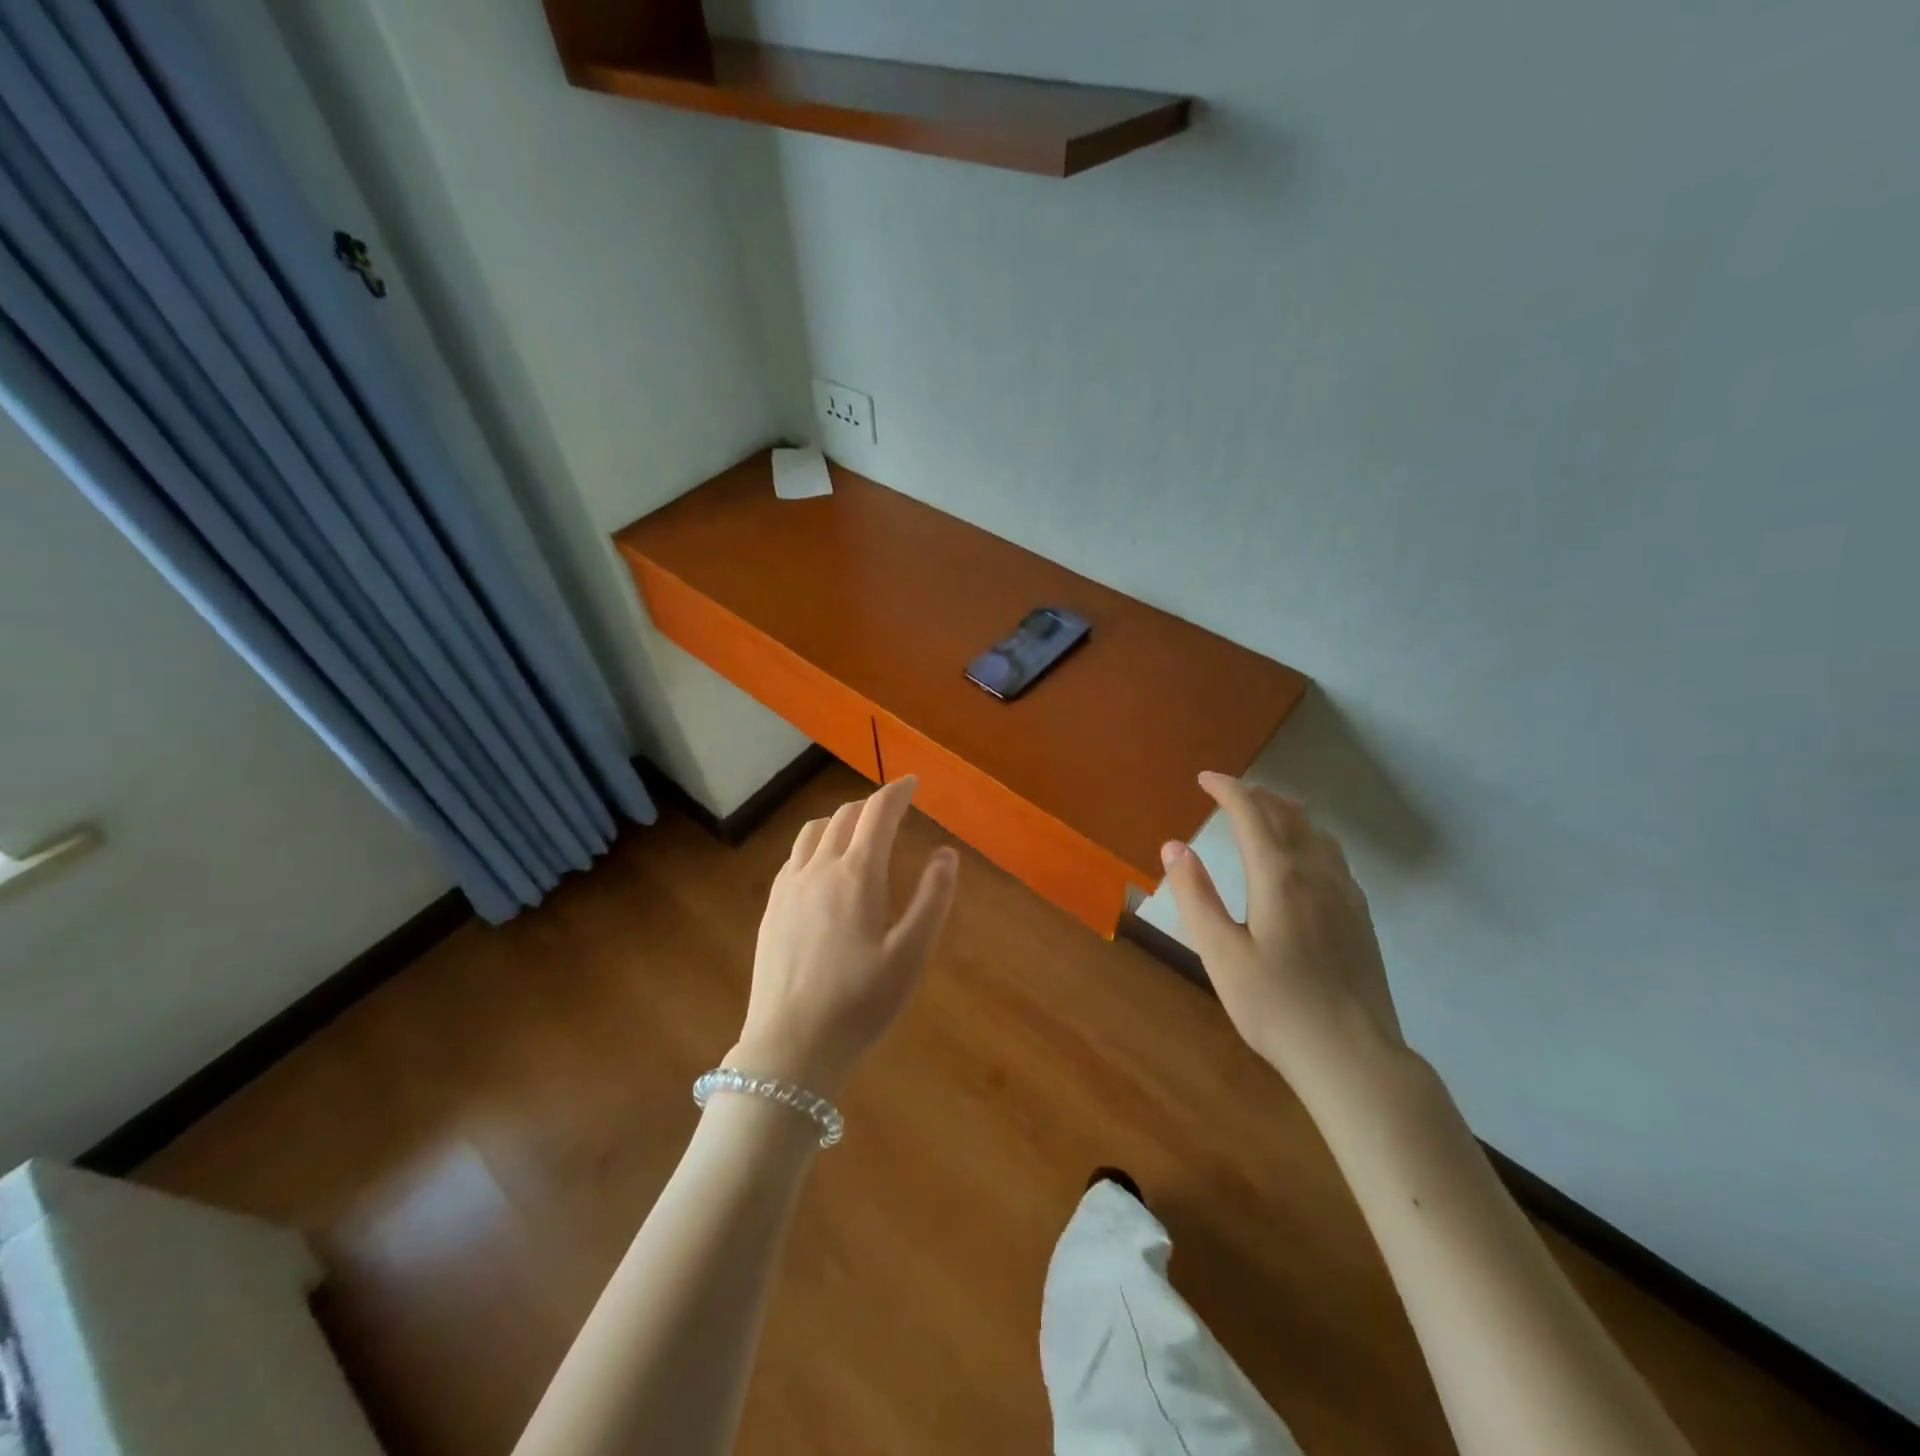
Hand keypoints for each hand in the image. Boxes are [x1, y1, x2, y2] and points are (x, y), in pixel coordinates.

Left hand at [731, 776, 958, 1097]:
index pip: (878, 813)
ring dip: (839, 820)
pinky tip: (823, 867)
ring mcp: (789, 886)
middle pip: (844, 816)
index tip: (913, 782)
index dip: (897, 791)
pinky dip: (815, 843)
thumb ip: (932, 899)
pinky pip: (794, 856)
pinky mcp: (771, 907)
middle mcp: (818, 868)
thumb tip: (946, 853)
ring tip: (857, 831)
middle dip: (871, 805)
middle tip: (892, 811)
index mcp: (856, 874)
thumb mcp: (911, 954)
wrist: (791, 1046)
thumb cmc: (860, 1001)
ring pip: (813, 831)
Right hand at [1161, 772, 1405, 1093]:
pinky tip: (1300, 858)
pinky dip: (1308, 836)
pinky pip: (1332, 855)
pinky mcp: (1360, 916)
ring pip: (1316, 832)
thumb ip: (1195, 895)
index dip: (1227, 789)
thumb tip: (1174, 846)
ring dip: (1285, 812)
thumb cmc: (1275, 1005)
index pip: (1251, 813)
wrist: (1353, 1056)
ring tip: (1263, 813)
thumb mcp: (1220, 953)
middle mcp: (1316, 873)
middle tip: (1228, 792)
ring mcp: (1346, 893)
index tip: (1205, 779)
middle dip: (1256, 795)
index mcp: (1279, 876)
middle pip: (1288, 815)